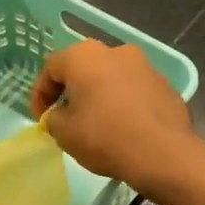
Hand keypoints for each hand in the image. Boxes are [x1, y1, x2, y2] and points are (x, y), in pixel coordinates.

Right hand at [31, 40, 200, 199]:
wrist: (163, 153)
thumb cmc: (105, 137)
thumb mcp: (64, 133)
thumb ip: (53, 118)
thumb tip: (60, 115)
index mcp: (84, 56)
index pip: (51, 68)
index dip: (40, 94)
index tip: (42, 119)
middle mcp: (115, 51)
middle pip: (83, 68)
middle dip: (71, 91)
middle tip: (66, 117)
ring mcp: (144, 65)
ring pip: (110, 77)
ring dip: (98, 95)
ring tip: (95, 123)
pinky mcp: (163, 83)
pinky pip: (132, 89)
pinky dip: (122, 103)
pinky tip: (123, 127)